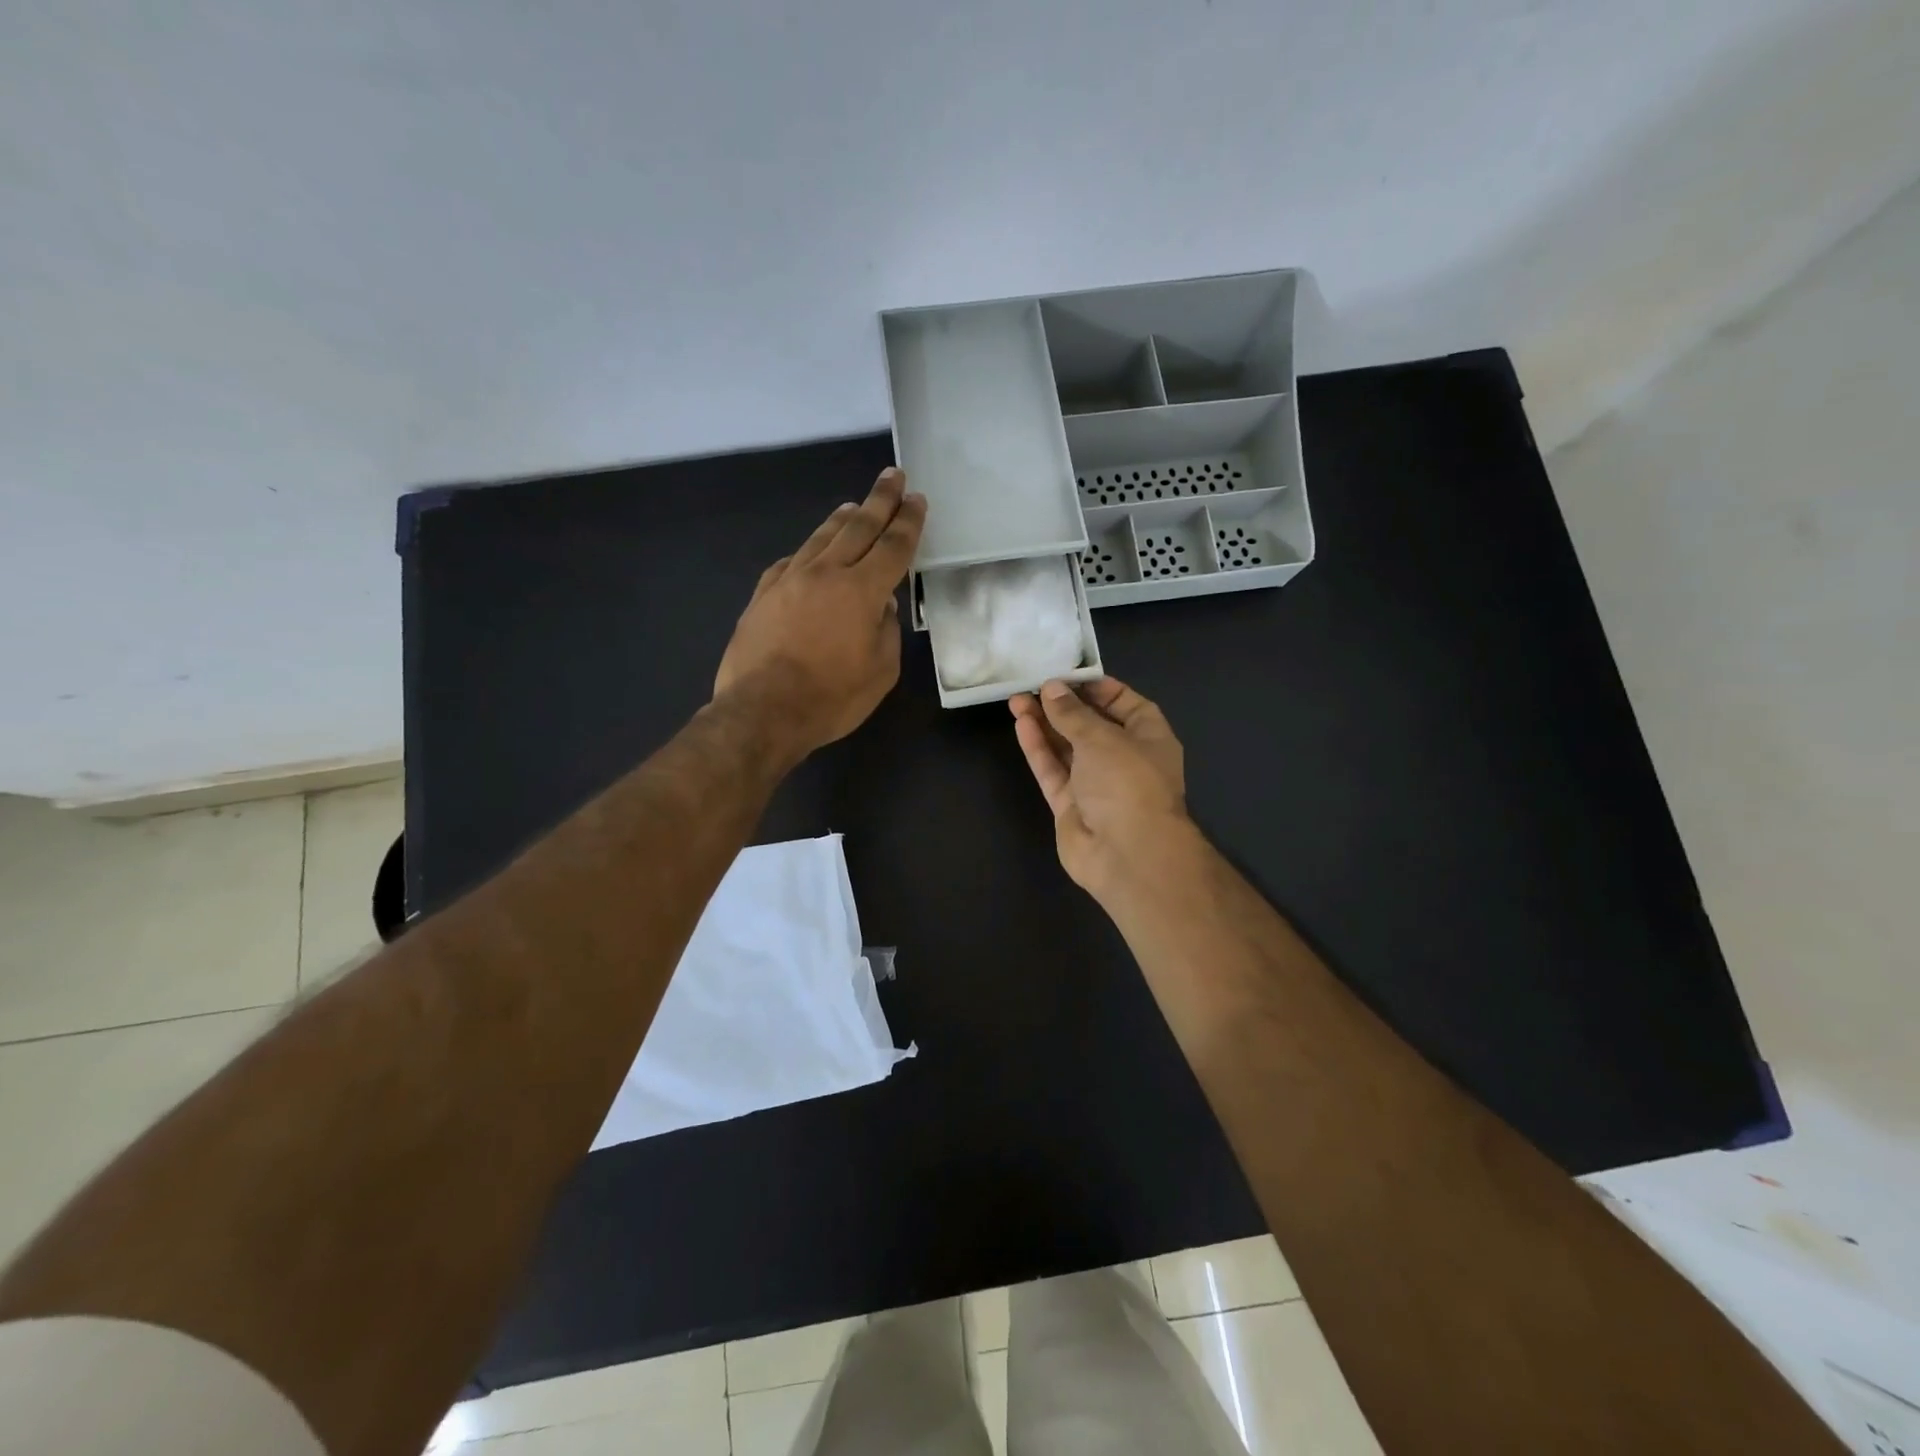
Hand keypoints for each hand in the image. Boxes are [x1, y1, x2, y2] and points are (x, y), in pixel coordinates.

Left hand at [714, 466, 926, 756]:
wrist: (762, 711)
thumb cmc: (831, 698)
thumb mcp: (880, 673)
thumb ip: (886, 632)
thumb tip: (880, 607)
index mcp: (862, 591)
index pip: (893, 546)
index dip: (908, 522)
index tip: (917, 499)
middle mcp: (825, 574)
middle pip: (858, 527)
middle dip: (880, 500)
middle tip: (893, 476)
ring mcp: (789, 580)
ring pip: (820, 538)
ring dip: (842, 519)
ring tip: (854, 505)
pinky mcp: (763, 595)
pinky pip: (790, 561)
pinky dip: (808, 551)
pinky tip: (811, 551)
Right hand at [1009, 677, 1192, 901]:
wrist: (1128, 854)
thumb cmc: (1128, 782)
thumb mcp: (1102, 737)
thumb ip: (1072, 713)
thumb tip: (1051, 689)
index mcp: (1149, 738)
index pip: (1125, 704)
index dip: (1098, 689)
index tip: (1068, 675)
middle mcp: (1124, 759)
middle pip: (1090, 726)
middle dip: (1063, 706)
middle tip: (1033, 685)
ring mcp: (1096, 785)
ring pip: (1067, 748)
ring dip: (1044, 724)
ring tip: (1016, 699)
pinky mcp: (1071, 806)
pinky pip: (1053, 771)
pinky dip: (1039, 749)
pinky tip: (1021, 725)